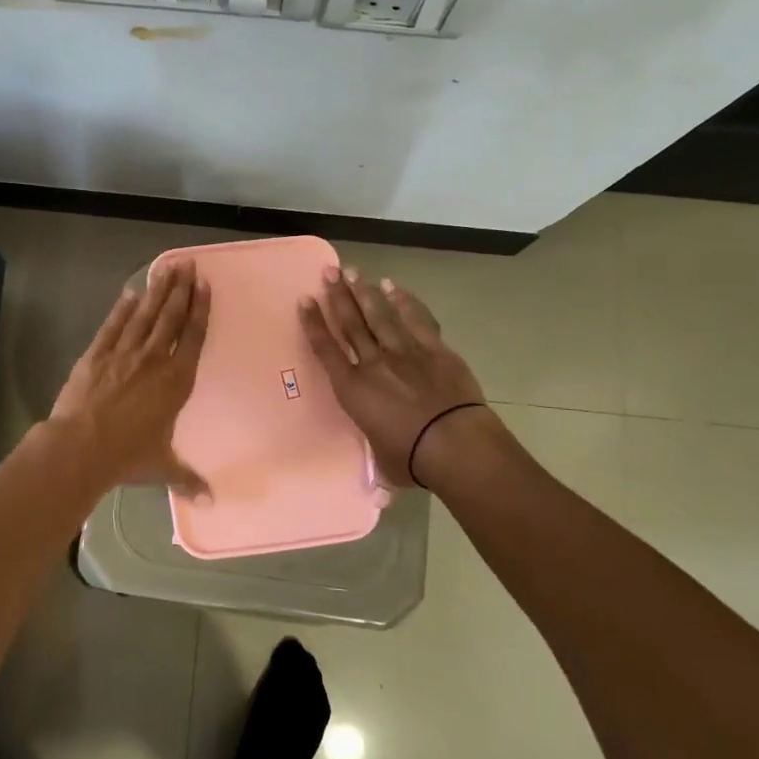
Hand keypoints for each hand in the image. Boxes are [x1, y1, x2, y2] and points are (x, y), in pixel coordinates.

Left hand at [52, 260, 211, 494]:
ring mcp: (124, 353)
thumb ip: (187, 478)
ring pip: (145, 315)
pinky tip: (130, 293)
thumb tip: (210, 501)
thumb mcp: (162, 467)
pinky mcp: (96, 354)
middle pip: (171, 317)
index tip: (206, 287)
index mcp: (176, 381)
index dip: (201, 310)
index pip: (193, 337)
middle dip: (182, 290)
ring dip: (157, 291)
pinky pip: (113, 326)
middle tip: (189, 265)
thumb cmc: (128, 456)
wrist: (81, 447)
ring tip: (167, 268)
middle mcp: (154, 359)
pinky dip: (122, 308)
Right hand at [299, 267, 486, 487]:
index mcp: (353, 389)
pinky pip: (416, 320)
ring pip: (379, 316)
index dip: (314, 324)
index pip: (326, 350)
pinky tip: (394, 287)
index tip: (305, 301)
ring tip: (353, 271)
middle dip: (338, 296)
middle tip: (328, 272)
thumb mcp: (385, 463)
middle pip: (351, 324)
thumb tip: (382, 487)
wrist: (453, 444)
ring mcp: (405, 352)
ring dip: (364, 293)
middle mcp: (373, 364)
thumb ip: (381, 460)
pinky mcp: (434, 350)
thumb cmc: (411, 459)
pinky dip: (405, 302)